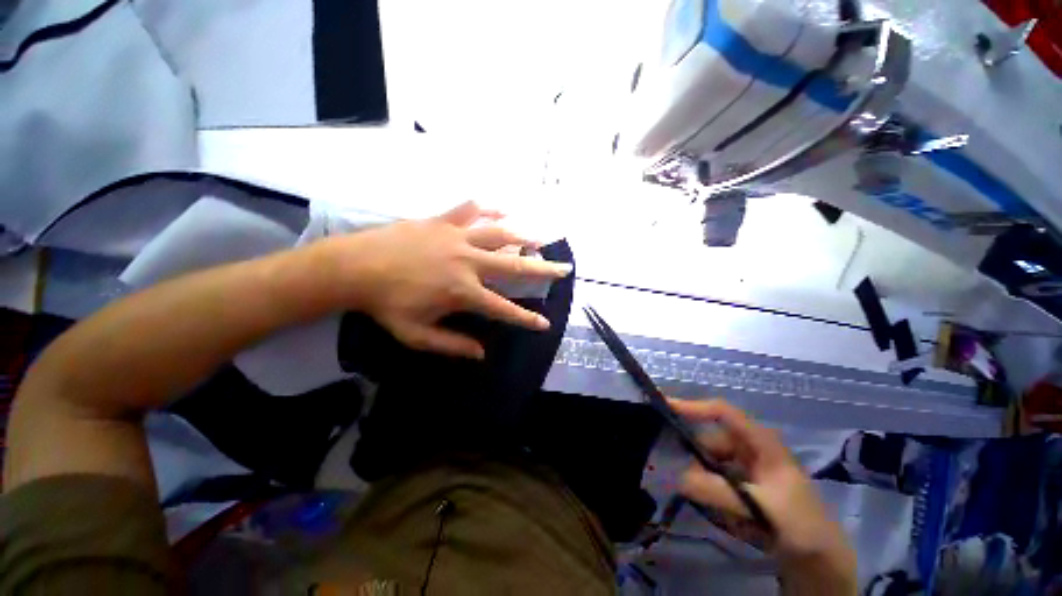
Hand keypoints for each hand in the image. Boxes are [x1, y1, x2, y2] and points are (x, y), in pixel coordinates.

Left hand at [322, 202, 571, 358]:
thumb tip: (482, 353)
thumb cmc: (385, 304)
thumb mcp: (416, 335)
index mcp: (462, 292)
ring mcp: (456, 238)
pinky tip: (503, 208)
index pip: (504, 309)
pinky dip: (488, 208)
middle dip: (543, 270)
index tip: (545, 323)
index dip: (526, 319)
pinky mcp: (442, 221)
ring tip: (541, 238)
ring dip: (523, 237)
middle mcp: (467, 263)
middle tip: (564, 268)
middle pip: (514, 267)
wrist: (353, 267)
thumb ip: (452, 345)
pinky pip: (471, 210)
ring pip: (499, 234)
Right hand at [669, 399, 855, 586]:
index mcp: (759, 441)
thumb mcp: (758, 505)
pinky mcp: (742, 486)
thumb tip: (677, 478)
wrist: (822, 561)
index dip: (693, 406)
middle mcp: (749, 448)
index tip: (664, 406)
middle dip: (697, 463)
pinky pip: (715, 482)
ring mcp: (746, 468)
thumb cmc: (798, 523)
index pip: (721, 412)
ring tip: (717, 510)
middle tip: (690, 487)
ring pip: (709, 464)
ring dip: (705, 483)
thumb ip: (716, 490)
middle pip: (709, 443)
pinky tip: (724, 515)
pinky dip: (712, 494)